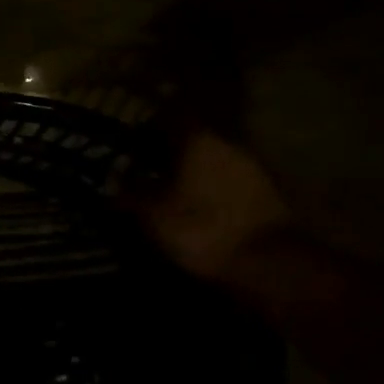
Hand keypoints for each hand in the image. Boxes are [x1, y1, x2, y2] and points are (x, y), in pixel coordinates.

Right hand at [137, 128, 290, 283]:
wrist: (271, 266)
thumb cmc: (203, 229)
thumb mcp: (153, 214)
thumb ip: (130, 192)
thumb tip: (113, 179)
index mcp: (198, 140)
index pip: (168, 116)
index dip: (147, 127)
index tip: (130, 142)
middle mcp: (227, 144)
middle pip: (191, 138)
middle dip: (168, 152)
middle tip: (146, 170)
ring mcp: (252, 168)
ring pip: (211, 160)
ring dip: (192, 172)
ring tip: (170, 193)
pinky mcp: (268, 194)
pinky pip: (229, 182)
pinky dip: (212, 191)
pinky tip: (199, 209)